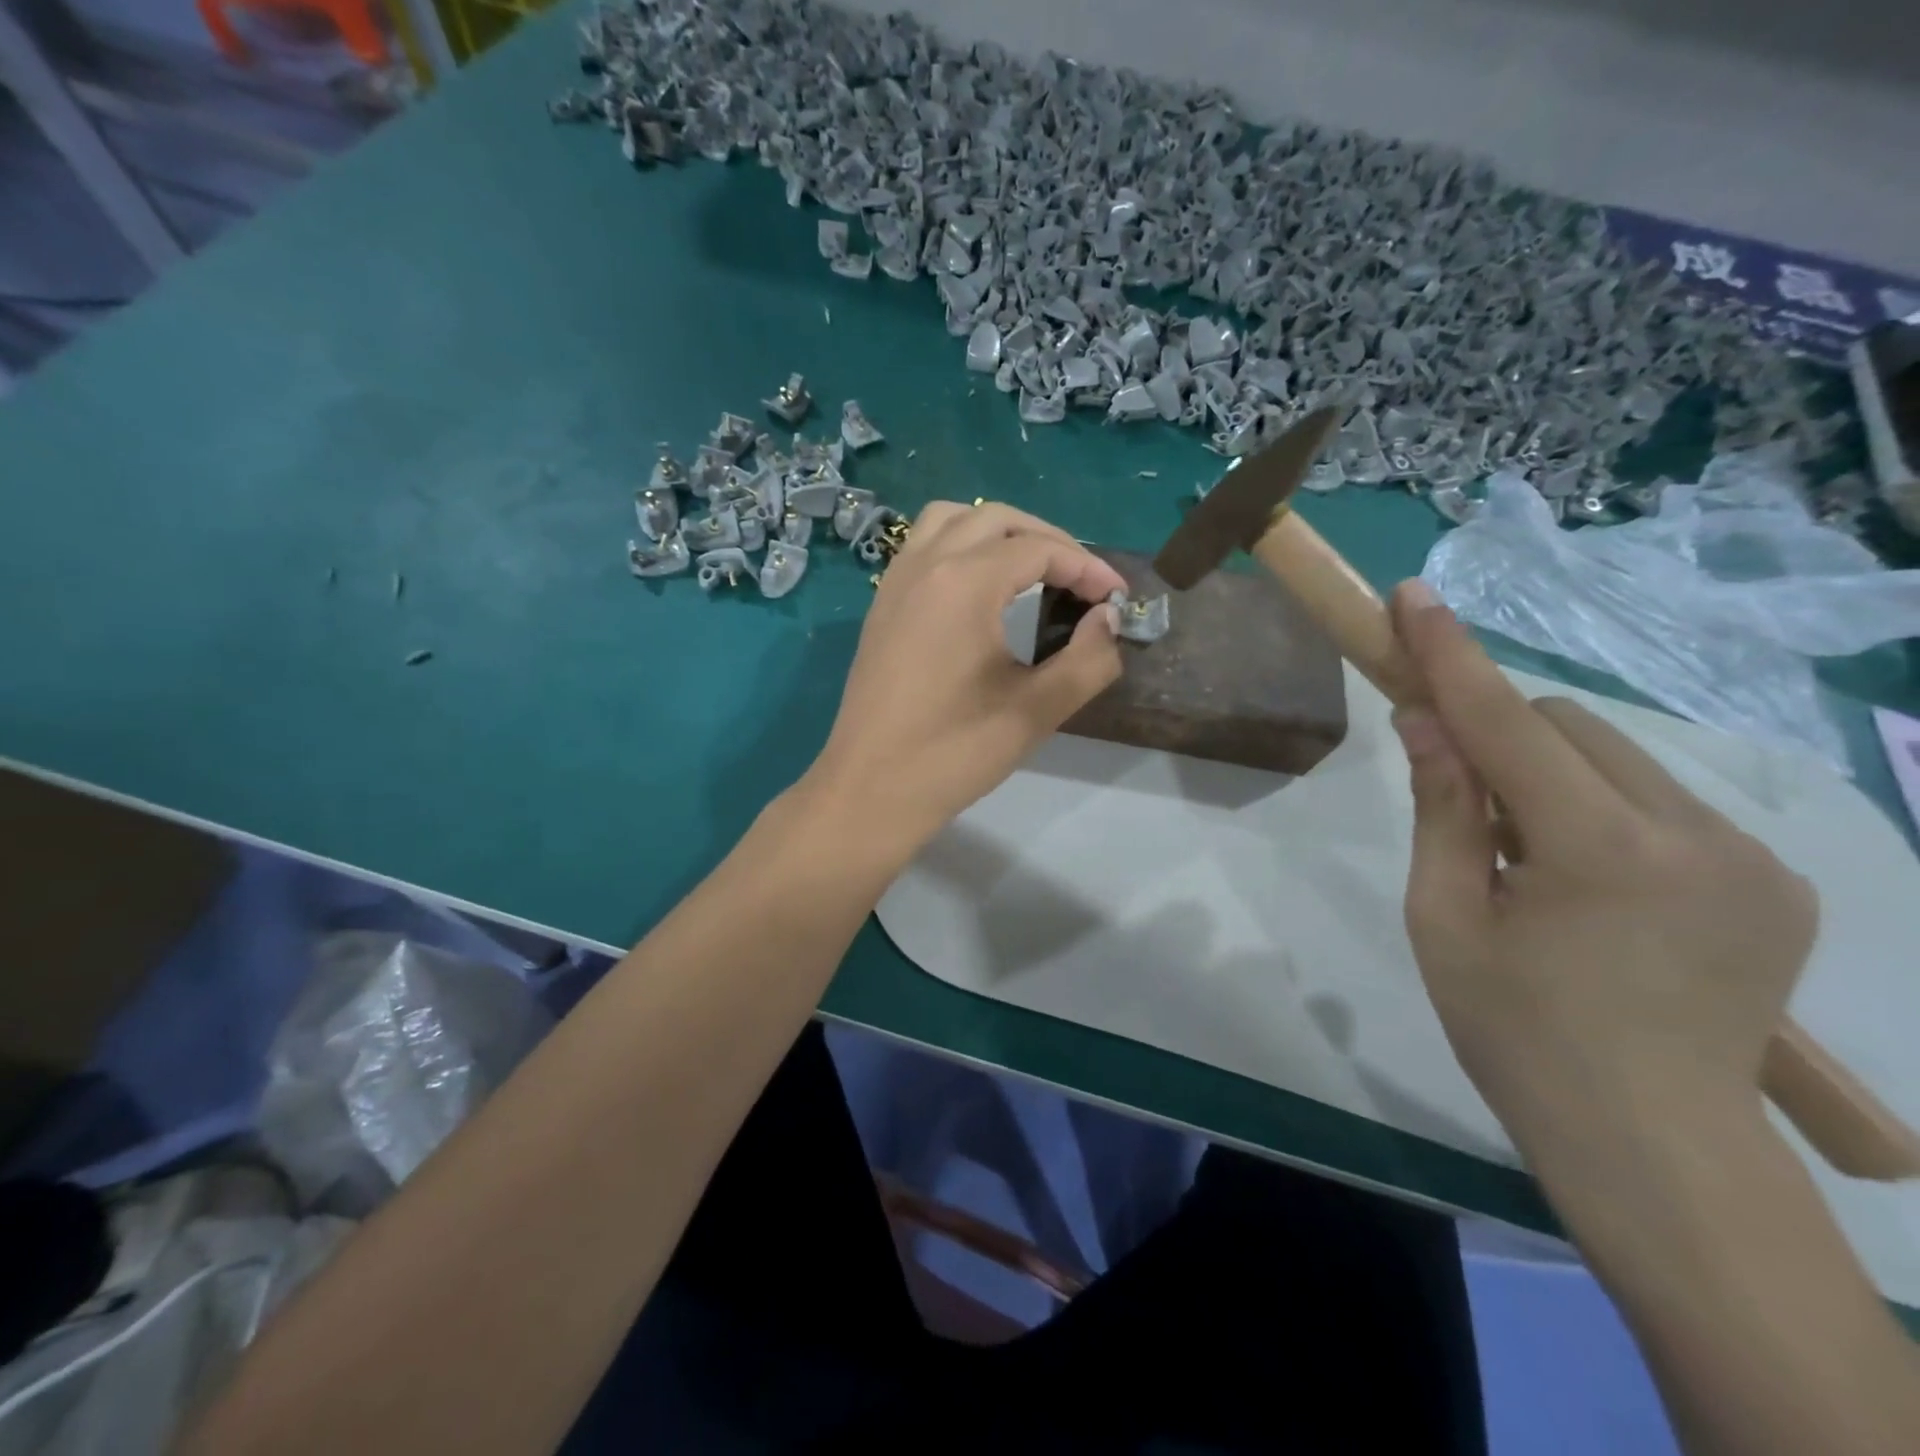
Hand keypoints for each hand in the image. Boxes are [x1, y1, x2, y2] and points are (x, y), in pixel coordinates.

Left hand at [807, 502, 1125, 853]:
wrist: (870, 790)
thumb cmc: (954, 753)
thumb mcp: (1036, 711)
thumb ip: (1088, 660)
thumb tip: (1108, 620)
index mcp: (964, 583)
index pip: (1039, 549)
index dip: (1087, 567)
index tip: (1117, 598)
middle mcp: (925, 565)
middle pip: (996, 518)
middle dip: (1048, 539)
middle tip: (1081, 580)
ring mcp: (895, 582)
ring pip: (951, 520)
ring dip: (998, 532)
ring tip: (1031, 570)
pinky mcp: (881, 605)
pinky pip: (923, 546)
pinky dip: (960, 545)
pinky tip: (980, 589)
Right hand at [1387, 580, 1818, 1161]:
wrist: (1654, 1145)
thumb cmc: (1517, 1032)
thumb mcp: (1445, 917)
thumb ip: (1441, 809)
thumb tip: (1423, 720)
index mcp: (1602, 851)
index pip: (1506, 723)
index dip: (1450, 655)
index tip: (1412, 597)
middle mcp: (1695, 834)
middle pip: (1568, 728)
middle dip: (1500, 738)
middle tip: (1461, 803)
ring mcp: (1750, 857)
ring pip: (1618, 761)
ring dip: (1551, 778)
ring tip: (1528, 862)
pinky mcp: (1775, 881)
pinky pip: (1661, 803)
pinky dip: (1601, 811)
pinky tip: (1587, 885)